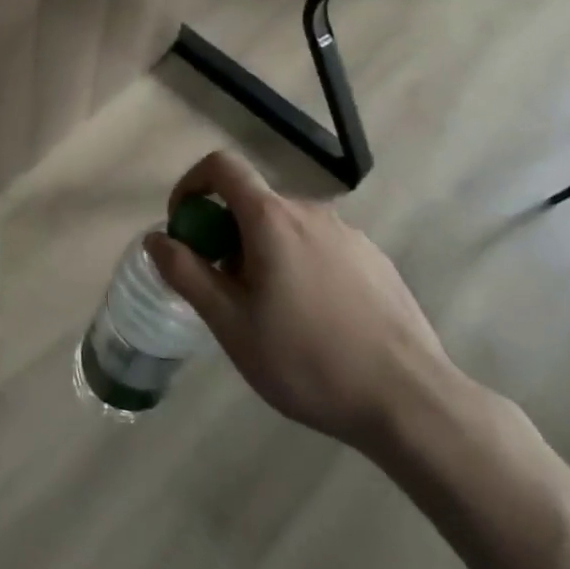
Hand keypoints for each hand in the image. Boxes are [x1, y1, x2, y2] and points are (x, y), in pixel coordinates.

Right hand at [146, 150, 458, 452]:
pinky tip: (316, 320)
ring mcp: (349, 234)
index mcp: (271, 218)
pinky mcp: (375, 260)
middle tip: (226, 288)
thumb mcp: (232, 324)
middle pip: (253, 202)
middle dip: (227, 233)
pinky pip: (321, 247)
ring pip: (287, 227)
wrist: (412, 402)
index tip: (184, 225)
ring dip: (264, 252)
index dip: (192, 184)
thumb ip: (187, 273)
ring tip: (272, 313)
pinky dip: (300, 265)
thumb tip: (157, 238)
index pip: (221, 166)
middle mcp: (310, 211)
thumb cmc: (309, 361)